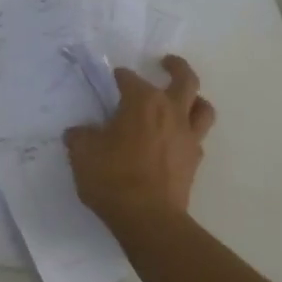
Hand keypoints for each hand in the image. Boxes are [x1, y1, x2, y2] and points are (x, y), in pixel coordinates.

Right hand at [65, 54, 216, 227]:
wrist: (148, 218)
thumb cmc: (113, 178)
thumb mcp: (83, 154)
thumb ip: (81, 137)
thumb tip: (79, 132)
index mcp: (142, 102)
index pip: (130, 79)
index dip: (119, 78)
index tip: (111, 80)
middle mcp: (170, 111)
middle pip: (184, 79)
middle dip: (175, 66)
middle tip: (165, 62)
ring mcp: (187, 136)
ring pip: (202, 107)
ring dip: (194, 98)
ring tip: (184, 99)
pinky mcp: (194, 160)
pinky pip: (197, 137)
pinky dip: (189, 131)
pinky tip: (177, 138)